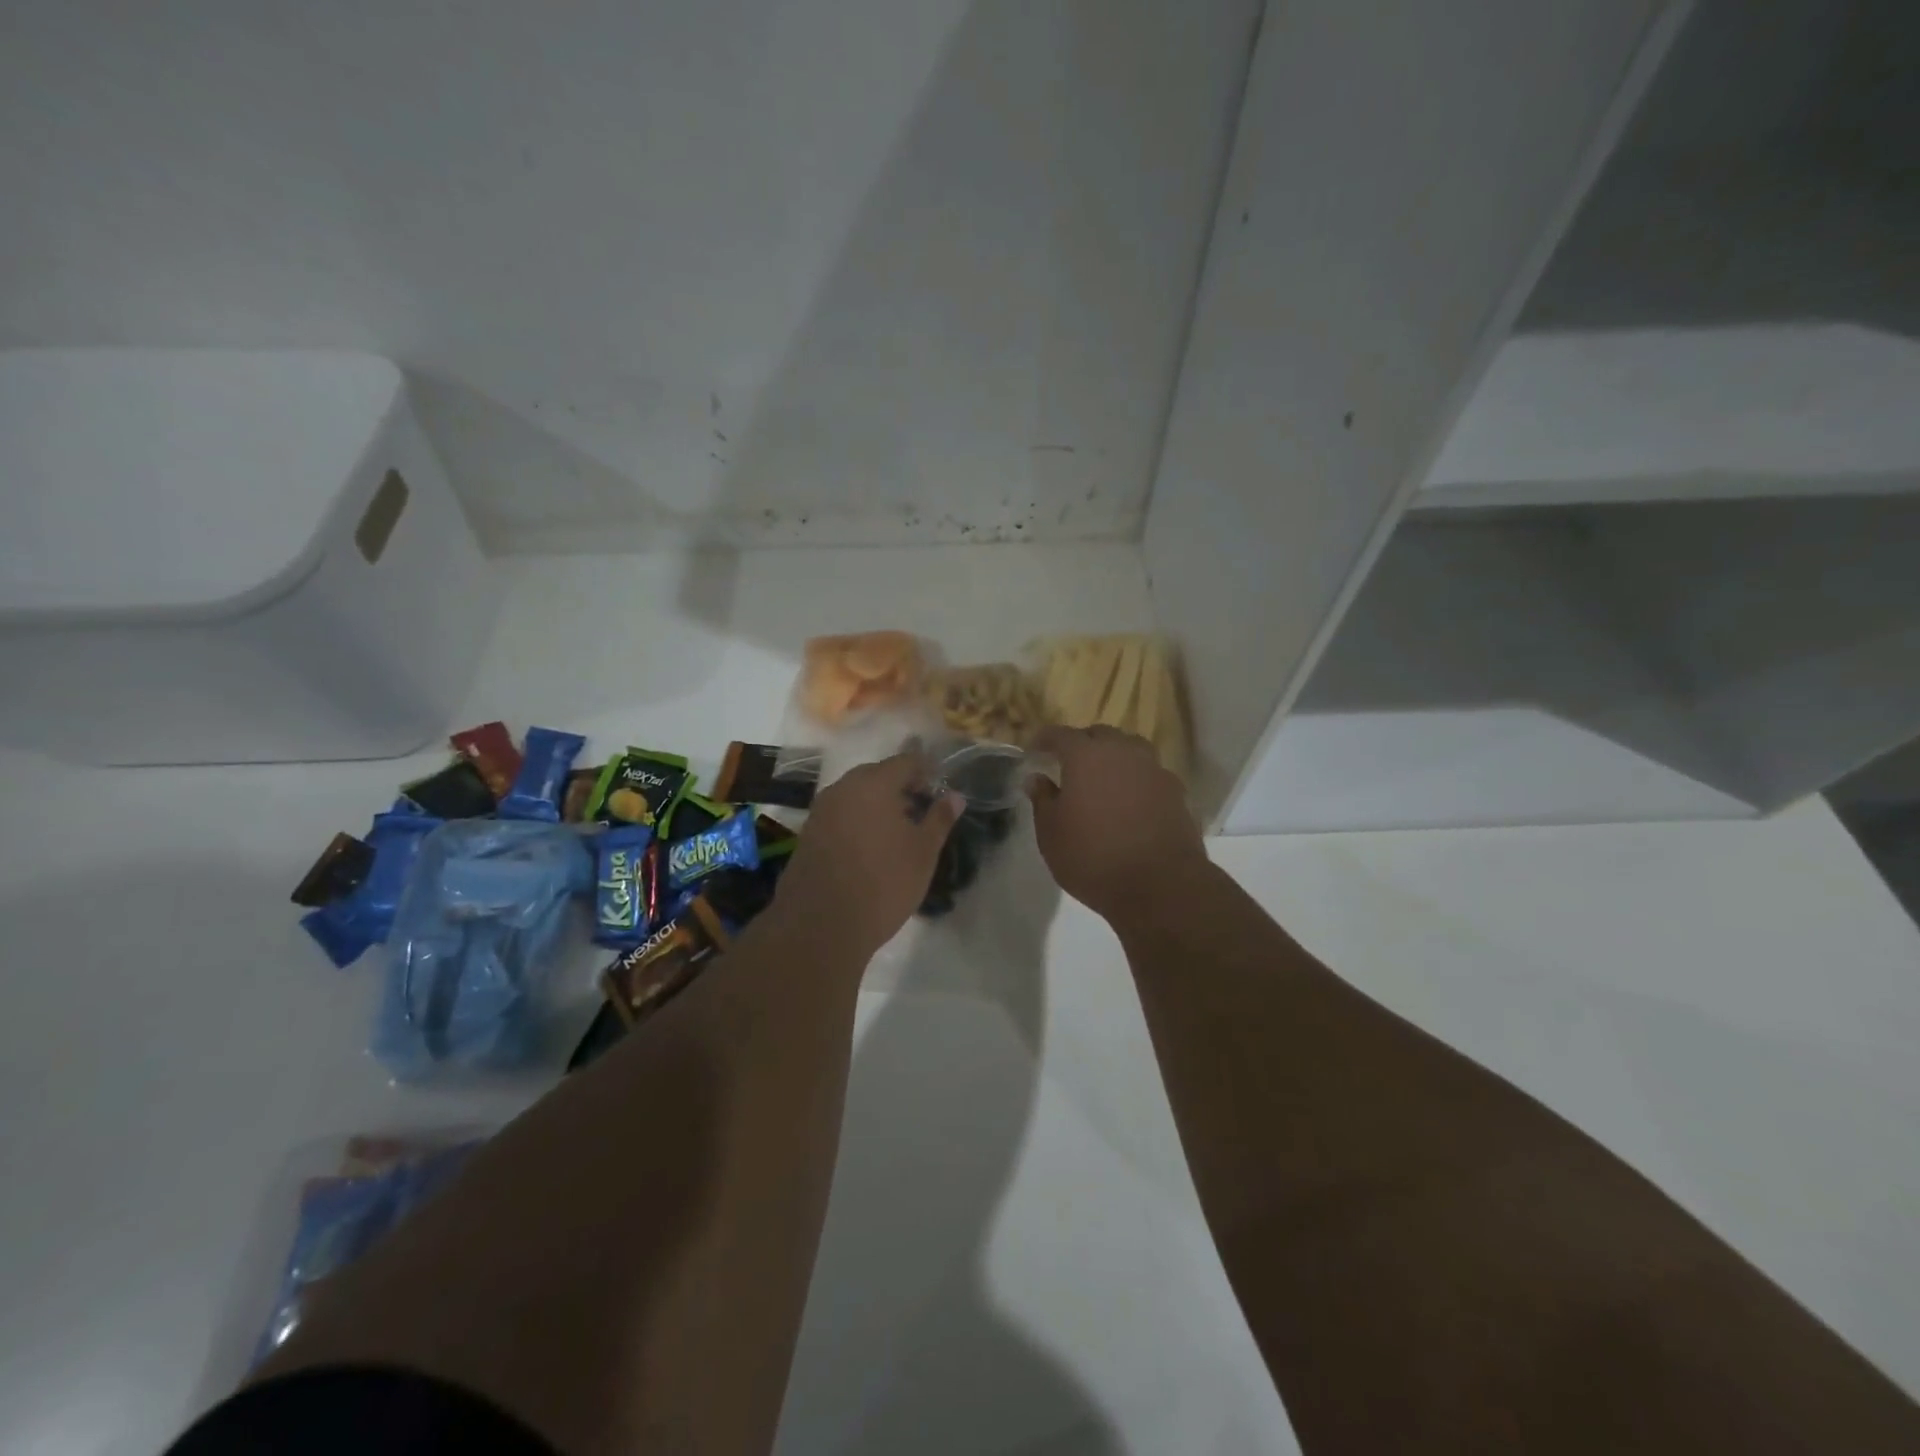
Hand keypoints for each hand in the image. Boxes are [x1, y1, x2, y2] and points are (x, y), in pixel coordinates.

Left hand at [773, 751, 964, 961]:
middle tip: (920, 812)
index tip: (939, 792)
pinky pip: (840, 815)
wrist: (821, 925)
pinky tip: (870, 848)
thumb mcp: (923, 852)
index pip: (906, 762)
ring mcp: (821, 810)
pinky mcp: (808, 833)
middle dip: (900, 788)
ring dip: (877, 805)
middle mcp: (843, 788)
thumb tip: (956, 796)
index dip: (926, 772)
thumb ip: (940, 819)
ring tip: (897, 833)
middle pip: (877, 775)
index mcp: (874, 784)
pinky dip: (857, 821)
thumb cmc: (883, 883)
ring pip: (856, 795)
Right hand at [1029, 726, 1205, 920]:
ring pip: (1130, 750)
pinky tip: (1130, 801)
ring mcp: (1154, 769)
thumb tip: (1037, 779)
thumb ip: (1043, 800)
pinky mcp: (1176, 791)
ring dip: (1113, 758)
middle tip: (1068, 764)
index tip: (1034, 750)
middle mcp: (1123, 752)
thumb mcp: (1052, 834)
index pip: (1060, 734)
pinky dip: (1135, 779)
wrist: (1161, 885)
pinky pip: (1149, 774)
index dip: (1044, 740)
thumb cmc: (1094, 858)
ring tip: (1102, 779)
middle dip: (1081, 744)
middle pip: (1100, 735)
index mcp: (1086, 756)